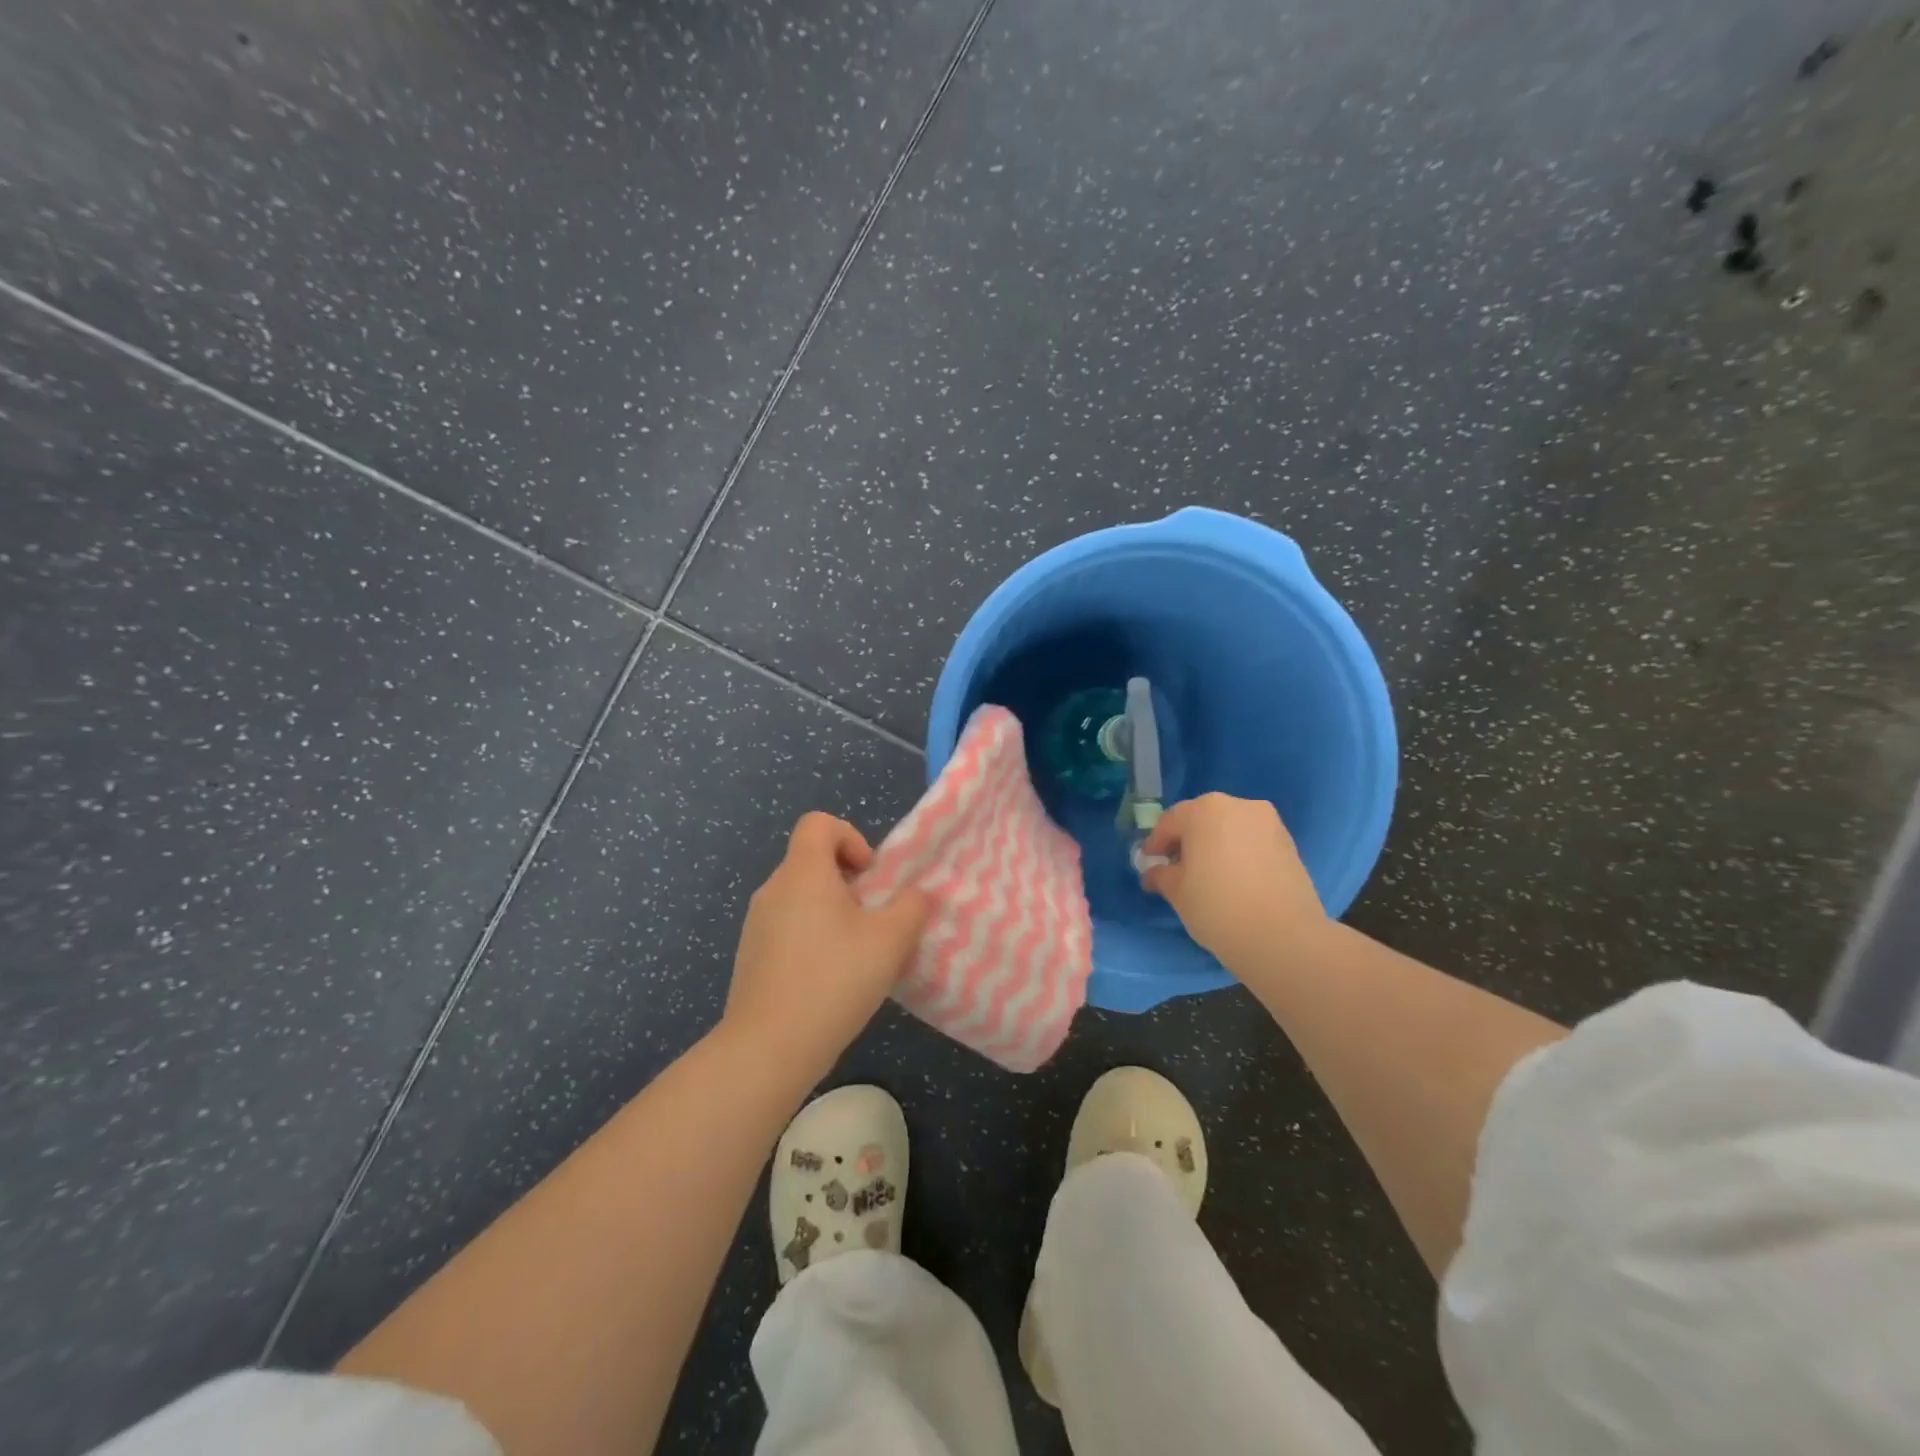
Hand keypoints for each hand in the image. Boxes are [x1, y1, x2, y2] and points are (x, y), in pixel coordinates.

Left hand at [722, 812, 932, 1080]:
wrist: (768, 1048)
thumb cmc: (833, 980)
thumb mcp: (891, 941)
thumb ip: (912, 907)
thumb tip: (917, 895)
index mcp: (803, 873)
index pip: (818, 823)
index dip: (850, 837)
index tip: (869, 876)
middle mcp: (774, 889)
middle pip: (812, 861)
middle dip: (849, 882)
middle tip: (873, 920)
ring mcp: (757, 924)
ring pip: (802, 898)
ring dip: (833, 913)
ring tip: (857, 955)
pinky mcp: (751, 956)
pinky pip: (788, 928)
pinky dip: (813, 938)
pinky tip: (830, 981)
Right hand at [1140, 793, 1327, 977]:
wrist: (1284, 938)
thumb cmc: (1218, 907)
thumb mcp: (1177, 892)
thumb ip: (1161, 875)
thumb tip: (1154, 873)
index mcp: (1205, 810)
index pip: (1170, 822)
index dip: (1156, 845)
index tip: (1149, 865)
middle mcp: (1238, 806)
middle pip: (1202, 819)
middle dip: (1187, 841)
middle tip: (1176, 869)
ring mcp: (1269, 823)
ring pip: (1229, 829)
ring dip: (1214, 846)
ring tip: (1207, 876)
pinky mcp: (1289, 843)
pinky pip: (1251, 841)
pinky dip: (1238, 854)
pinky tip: (1233, 880)